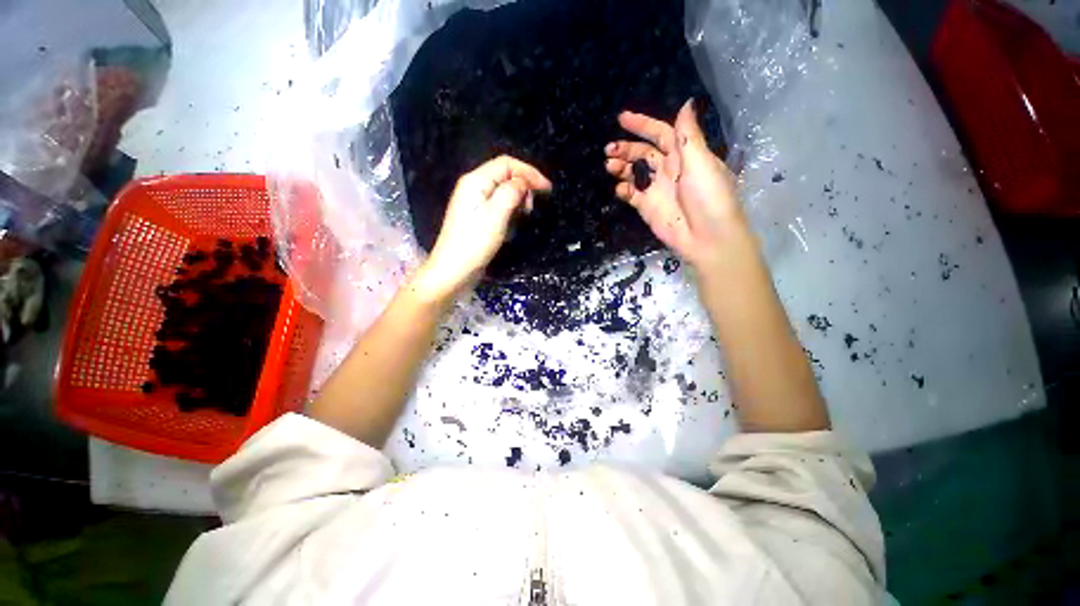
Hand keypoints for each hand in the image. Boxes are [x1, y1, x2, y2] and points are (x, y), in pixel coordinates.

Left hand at [414, 155, 551, 301]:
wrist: (454, 271)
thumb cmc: (474, 243)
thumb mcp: (496, 215)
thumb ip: (511, 192)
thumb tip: (523, 183)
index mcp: (476, 181)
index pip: (506, 164)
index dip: (529, 172)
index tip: (547, 189)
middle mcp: (474, 187)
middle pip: (505, 176)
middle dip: (523, 189)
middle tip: (529, 210)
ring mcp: (475, 203)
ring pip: (504, 193)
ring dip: (517, 202)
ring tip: (521, 219)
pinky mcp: (478, 218)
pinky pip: (499, 207)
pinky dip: (510, 213)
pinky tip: (511, 227)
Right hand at [604, 100, 744, 277]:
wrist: (707, 238)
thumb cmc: (709, 197)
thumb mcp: (701, 162)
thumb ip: (688, 135)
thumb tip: (686, 102)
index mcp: (684, 155)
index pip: (661, 134)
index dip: (642, 125)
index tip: (622, 118)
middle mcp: (668, 169)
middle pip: (643, 153)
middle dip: (625, 148)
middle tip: (609, 149)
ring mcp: (656, 190)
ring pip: (634, 173)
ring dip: (621, 167)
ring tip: (609, 165)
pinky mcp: (647, 208)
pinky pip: (631, 195)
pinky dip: (623, 190)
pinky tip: (619, 189)